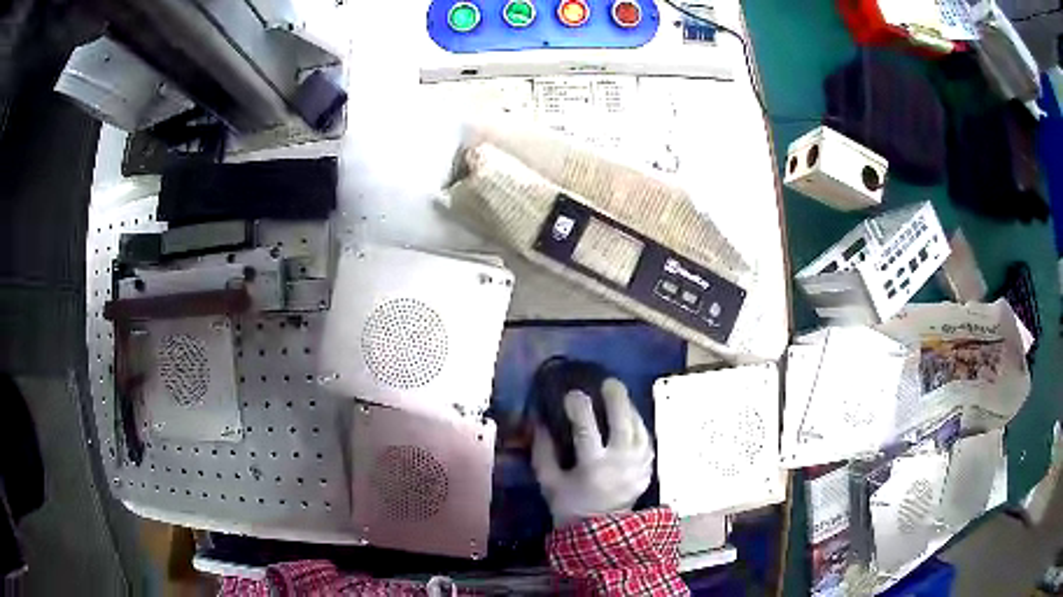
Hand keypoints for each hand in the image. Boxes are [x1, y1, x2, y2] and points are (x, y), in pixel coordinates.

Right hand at [532, 379, 654, 526]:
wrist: (600, 531)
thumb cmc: (570, 505)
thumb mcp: (549, 481)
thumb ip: (543, 452)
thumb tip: (540, 422)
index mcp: (592, 467)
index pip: (587, 431)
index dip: (580, 408)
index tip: (573, 393)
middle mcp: (619, 464)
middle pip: (623, 424)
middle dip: (617, 400)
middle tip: (609, 383)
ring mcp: (638, 467)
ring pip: (639, 430)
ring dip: (631, 410)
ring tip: (621, 396)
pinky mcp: (647, 470)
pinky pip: (647, 441)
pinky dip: (640, 426)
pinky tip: (632, 417)